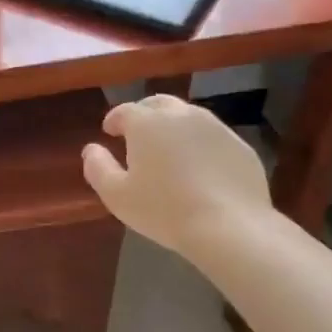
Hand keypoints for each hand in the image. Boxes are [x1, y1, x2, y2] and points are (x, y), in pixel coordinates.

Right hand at [81, 95, 274, 258]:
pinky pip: (212, 138)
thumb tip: (91, 150)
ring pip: (188, 117)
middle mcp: (181, 115)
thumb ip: (98, 168)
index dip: (114, 120)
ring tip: (169, 150)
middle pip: (158, 104)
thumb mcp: (117, 195)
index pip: (125, 111)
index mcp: (147, 123)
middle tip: (138, 134)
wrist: (229, 226)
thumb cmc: (164, 210)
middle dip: (145, 114)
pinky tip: (199, 168)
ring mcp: (215, 127)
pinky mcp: (240, 145)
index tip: (109, 131)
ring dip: (174, 127)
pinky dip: (200, 145)